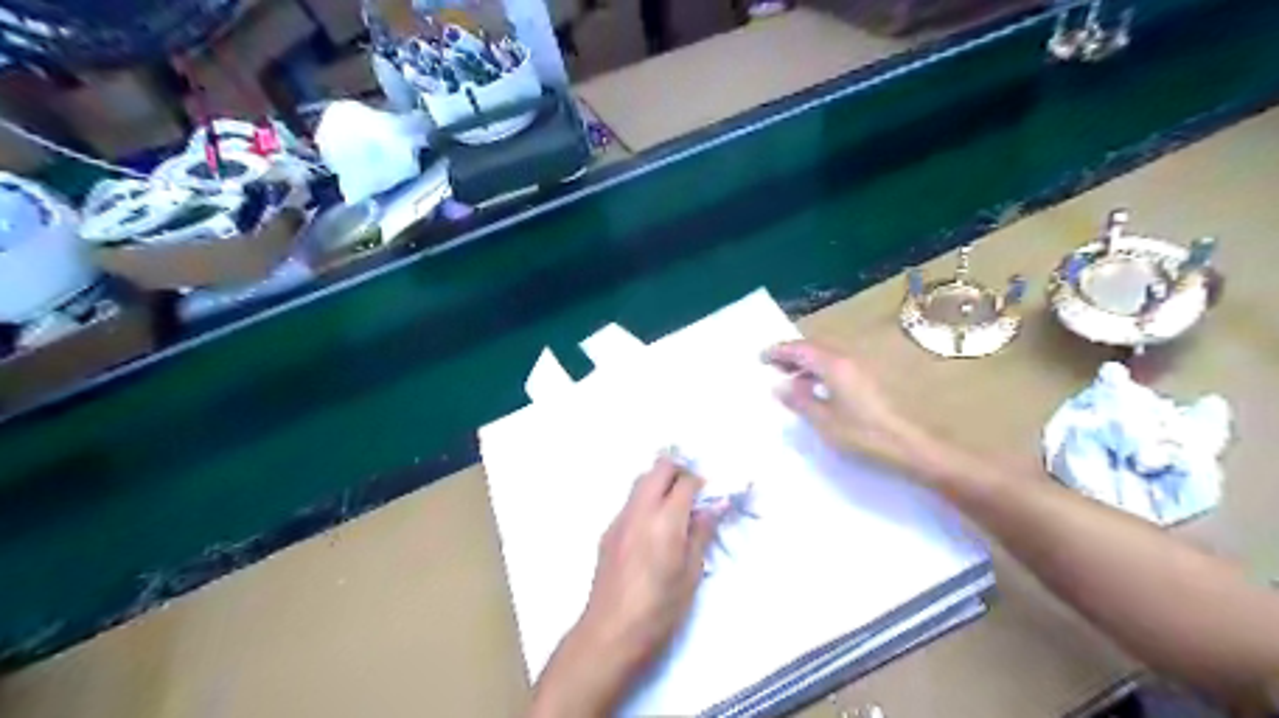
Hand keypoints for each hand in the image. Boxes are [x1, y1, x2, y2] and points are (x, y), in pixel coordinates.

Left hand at [527, 458, 722, 713]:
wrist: (611, 632)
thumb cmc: (660, 609)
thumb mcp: (691, 573)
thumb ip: (701, 534)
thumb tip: (714, 507)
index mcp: (666, 520)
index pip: (686, 481)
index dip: (701, 482)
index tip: (710, 495)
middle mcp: (640, 510)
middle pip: (659, 468)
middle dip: (679, 470)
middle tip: (693, 491)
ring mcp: (620, 518)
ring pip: (641, 481)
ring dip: (660, 482)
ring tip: (674, 507)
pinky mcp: (608, 531)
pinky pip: (630, 502)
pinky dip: (645, 500)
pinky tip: (653, 527)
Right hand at [764, 340, 942, 475]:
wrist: (907, 446)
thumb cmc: (862, 434)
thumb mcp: (823, 420)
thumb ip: (799, 400)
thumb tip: (778, 385)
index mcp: (833, 366)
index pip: (800, 349)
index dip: (779, 351)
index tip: (760, 357)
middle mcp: (846, 360)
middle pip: (813, 349)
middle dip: (791, 355)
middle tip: (771, 366)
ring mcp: (858, 370)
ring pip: (824, 358)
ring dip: (804, 363)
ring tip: (787, 378)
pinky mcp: (866, 382)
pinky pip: (834, 367)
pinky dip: (817, 372)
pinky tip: (812, 389)